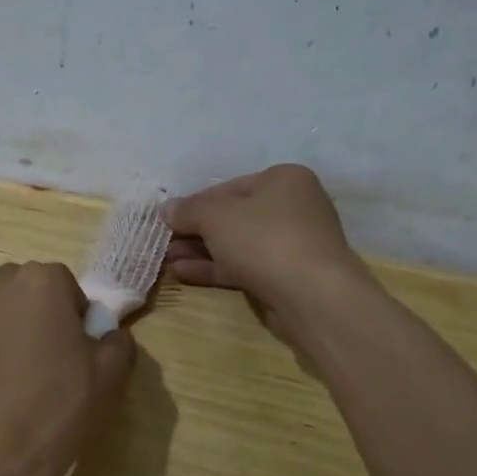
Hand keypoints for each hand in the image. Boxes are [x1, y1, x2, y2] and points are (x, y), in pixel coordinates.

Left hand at [0, 262, 134, 475]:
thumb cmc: (58, 405)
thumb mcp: (111, 373)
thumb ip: (117, 340)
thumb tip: (107, 336)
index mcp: (40, 281)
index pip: (68, 285)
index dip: (79, 317)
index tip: (83, 351)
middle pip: (30, 292)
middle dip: (45, 315)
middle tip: (59, 359)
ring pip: (3, 314)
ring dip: (18, 332)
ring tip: (30, 379)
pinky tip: (5, 394)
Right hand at [163, 165, 369, 340]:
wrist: (313, 296)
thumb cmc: (265, 239)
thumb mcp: (216, 216)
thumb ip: (188, 210)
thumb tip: (166, 209)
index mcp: (283, 180)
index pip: (228, 187)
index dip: (193, 204)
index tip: (166, 220)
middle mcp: (292, 207)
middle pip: (233, 217)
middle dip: (195, 231)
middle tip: (163, 243)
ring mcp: (292, 244)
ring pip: (237, 244)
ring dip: (200, 252)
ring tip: (166, 261)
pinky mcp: (287, 277)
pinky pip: (244, 267)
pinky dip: (215, 268)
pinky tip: (183, 273)